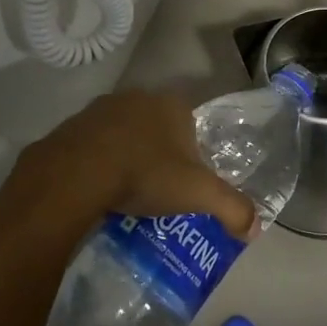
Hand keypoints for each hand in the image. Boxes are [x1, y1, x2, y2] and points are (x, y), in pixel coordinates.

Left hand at [12, 91, 258, 239]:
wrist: (77, 173)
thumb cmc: (146, 174)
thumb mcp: (199, 194)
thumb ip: (232, 208)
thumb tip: (254, 228)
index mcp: (172, 105)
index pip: (191, 125)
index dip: (192, 153)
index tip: (185, 182)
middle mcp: (138, 97)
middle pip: (157, 127)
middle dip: (158, 154)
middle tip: (157, 189)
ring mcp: (102, 107)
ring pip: (123, 133)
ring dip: (126, 155)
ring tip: (125, 192)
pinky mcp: (72, 124)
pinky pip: (92, 143)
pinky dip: (97, 161)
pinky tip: (97, 188)